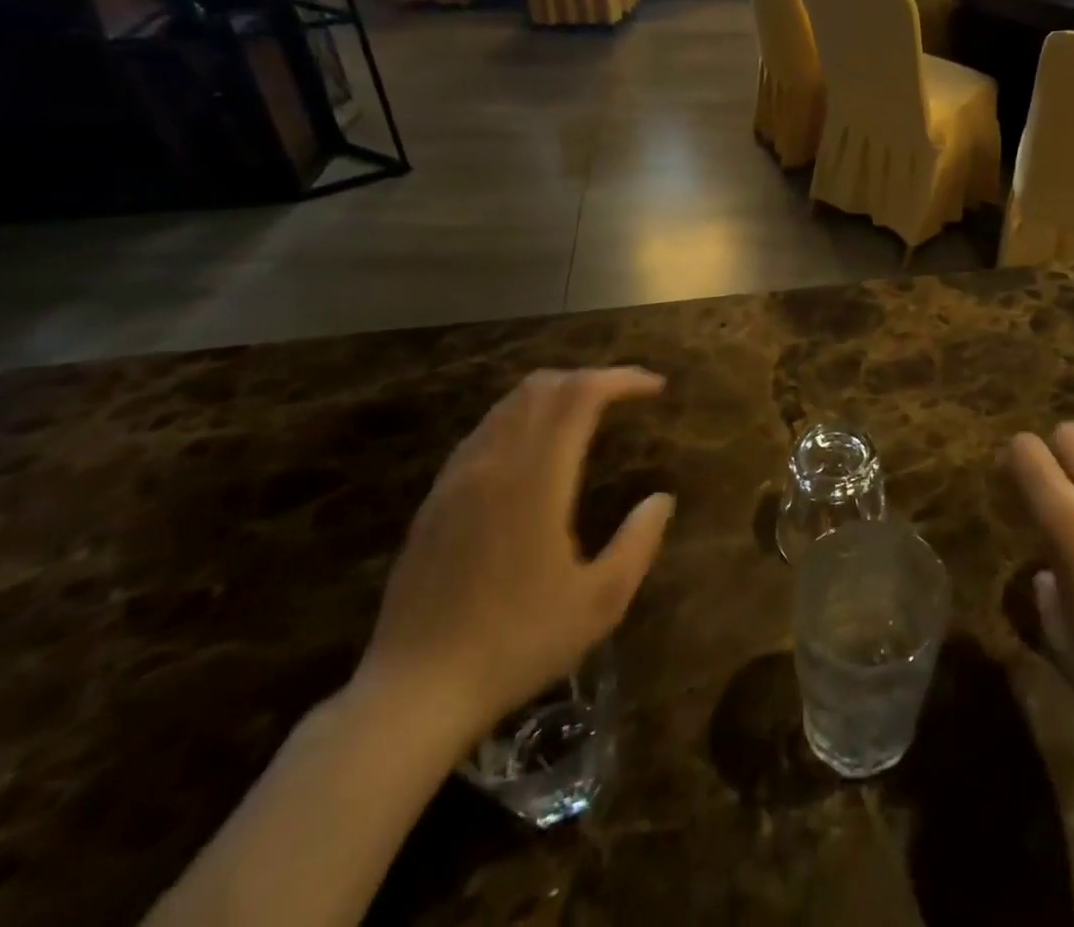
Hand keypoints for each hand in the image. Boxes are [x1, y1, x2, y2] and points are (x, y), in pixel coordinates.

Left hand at [356, 369, 674, 746]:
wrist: (413, 695)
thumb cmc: (517, 645)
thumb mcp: (600, 602)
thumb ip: (639, 542)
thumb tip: (661, 499)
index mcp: (536, 479)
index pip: (580, 394)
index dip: (622, 379)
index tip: (656, 388)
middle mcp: (493, 463)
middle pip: (542, 386)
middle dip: (591, 379)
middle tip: (626, 398)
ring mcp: (457, 479)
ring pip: (509, 405)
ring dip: (555, 395)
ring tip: (589, 415)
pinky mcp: (436, 500)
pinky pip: (485, 432)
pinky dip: (522, 419)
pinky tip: (537, 452)